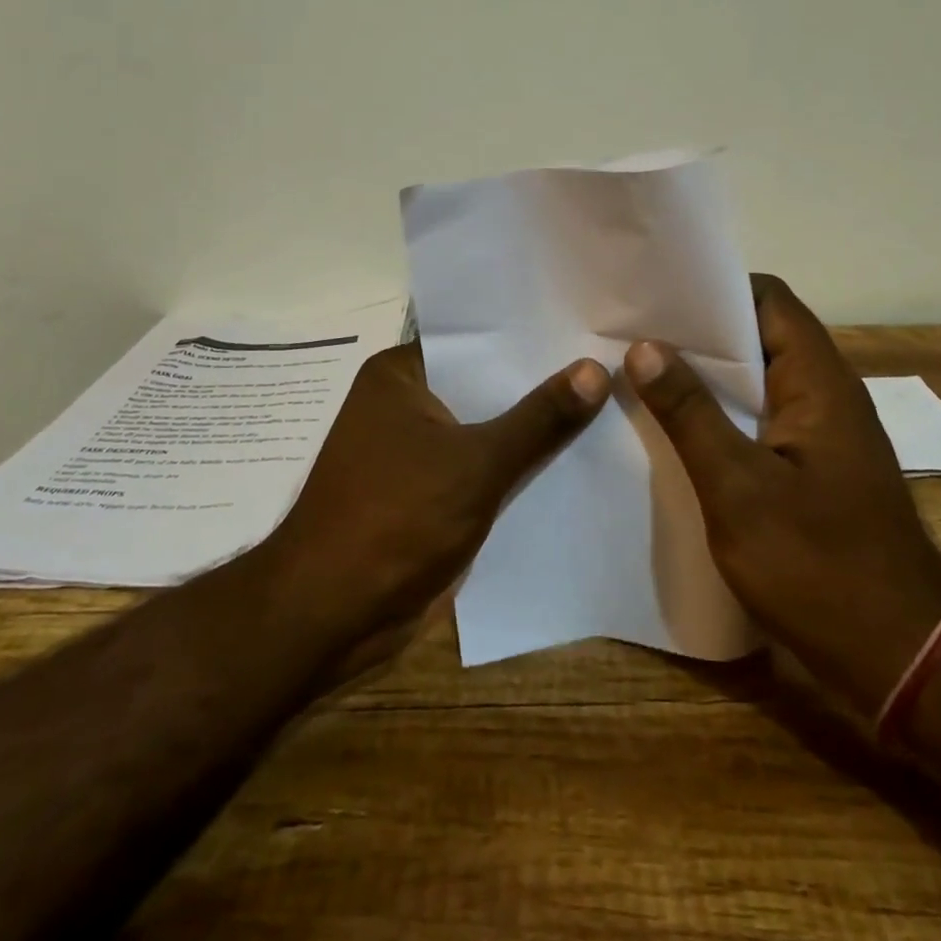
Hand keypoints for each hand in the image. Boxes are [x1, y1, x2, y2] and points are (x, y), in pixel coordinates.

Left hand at [265, 341, 610, 651]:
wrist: (331, 616)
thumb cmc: (395, 519)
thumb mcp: (477, 463)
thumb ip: (539, 418)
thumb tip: (596, 368)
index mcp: (401, 374)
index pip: (476, 337)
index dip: (530, 332)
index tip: (586, 323)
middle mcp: (405, 402)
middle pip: (484, 381)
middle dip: (539, 380)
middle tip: (610, 359)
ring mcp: (414, 448)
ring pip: (486, 425)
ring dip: (531, 425)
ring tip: (607, 400)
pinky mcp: (426, 491)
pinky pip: (481, 464)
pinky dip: (515, 463)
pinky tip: (573, 456)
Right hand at [625, 274, 940, 714]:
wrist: (900, 656)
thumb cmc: (817, 565)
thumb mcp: (738, 488)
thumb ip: (690, 412)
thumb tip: (645, 346)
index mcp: (818, 381)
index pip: (769, 299)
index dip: (715, 288)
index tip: (658, 296)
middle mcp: (826, 393)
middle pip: (761, 334)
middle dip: (699, 332)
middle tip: (634, 333)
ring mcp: (823, 432)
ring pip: (759, 378)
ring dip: (707, 375)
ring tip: (642, 372)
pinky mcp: (815, 466)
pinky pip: (762, 417)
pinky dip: (722, 412)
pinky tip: (676, 427)